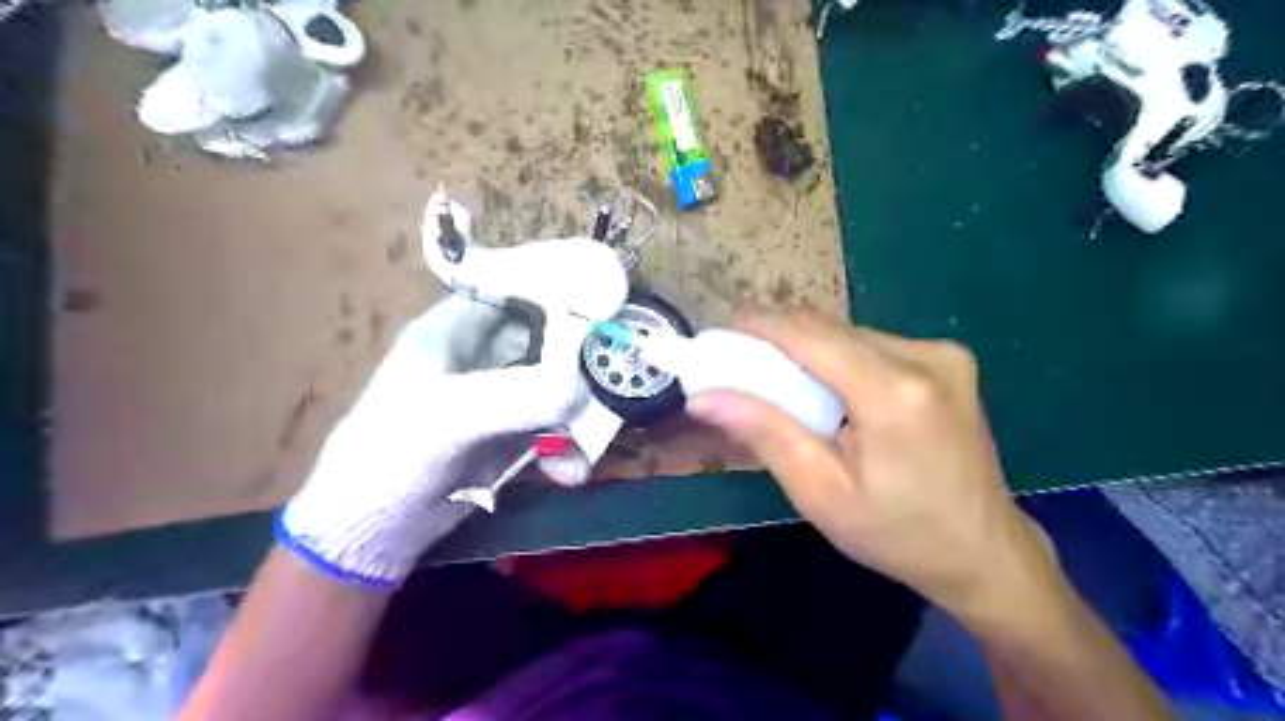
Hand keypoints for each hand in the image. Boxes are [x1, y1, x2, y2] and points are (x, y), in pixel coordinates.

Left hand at [280, 195, 622, 587]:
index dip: (561, 291)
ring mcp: (499, 397)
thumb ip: (515, 398)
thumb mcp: (448, 418)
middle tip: (620, 378)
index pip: (516, 290)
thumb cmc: (390, 456)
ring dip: (580, 415)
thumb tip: (582, 389)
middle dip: (584, 362)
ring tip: (590, 443)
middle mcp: (482, 356)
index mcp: (456, 329)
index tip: (609, 302)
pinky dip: (568, 448)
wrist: (370, 533)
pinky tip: (568, 473)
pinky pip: (555, 428)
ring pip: (558, 387)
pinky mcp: (510, 435)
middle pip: (550, 340)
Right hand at [688, 310, 1058, 625]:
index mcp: (894, 394)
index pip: (812, 336)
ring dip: (810, 348)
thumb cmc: (896, 533)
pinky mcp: (950, 361)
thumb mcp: (820, 493)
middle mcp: (925, 358)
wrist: (985, 551)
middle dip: (781, 337)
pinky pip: (875, 345)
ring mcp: (945, 355)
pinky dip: (840, 357)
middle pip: (832, 329)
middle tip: (742, 360)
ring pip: (852, 333)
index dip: (763, 324)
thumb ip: (764, 433)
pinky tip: (828, 388)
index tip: (723, 327)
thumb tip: (704, 398)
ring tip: (780, 378)